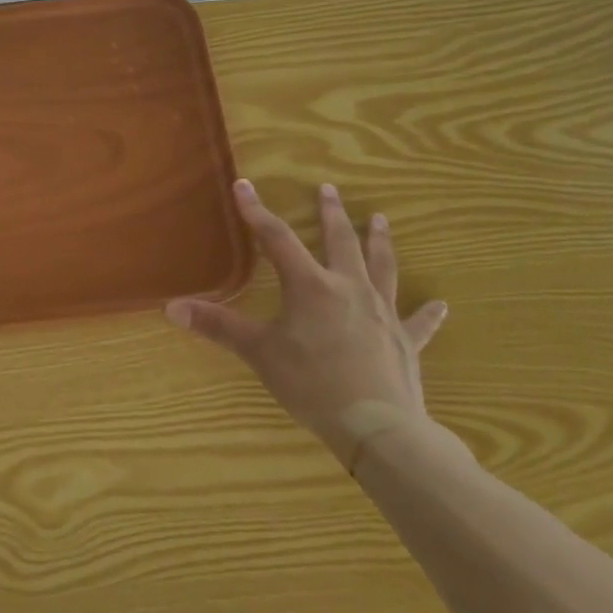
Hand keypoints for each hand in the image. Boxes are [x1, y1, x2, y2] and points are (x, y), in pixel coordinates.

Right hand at [166, 179, 447, 469]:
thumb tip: (172, 307)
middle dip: (331, 214)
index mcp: (311, 286)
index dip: (257, 212)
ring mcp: (383, 313)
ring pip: (382, 267)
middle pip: (341, 242)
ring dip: (379, 242)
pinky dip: (427, 312)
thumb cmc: (311, 383)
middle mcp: (349, 289)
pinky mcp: (406, 341)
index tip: (245, 185)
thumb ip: (217, 326)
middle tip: (329, 189)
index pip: (277, 239)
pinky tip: (440, 304)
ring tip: (380, 219)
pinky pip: (418, 321)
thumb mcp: (258, 352)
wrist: (377, 426)